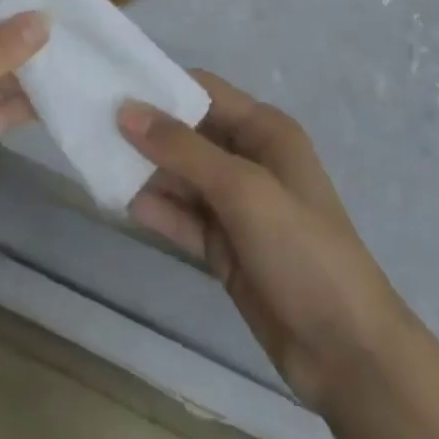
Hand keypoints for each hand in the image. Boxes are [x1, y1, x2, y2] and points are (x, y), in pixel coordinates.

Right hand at [119, 72, 407, 409]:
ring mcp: (237, 206)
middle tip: (92, 124)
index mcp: (265, 131)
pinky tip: (120, 202)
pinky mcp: (225, 247)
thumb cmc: (301, 249)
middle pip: (188, 133)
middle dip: (147, 130)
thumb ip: (183, 149)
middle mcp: (249, 159)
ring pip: (181, 176)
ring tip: (95, 159)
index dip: (162, 86)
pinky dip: (157, 209)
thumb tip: (126, 110)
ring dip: (146, 170)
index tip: (113, 85)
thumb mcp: (243, 190)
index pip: (205, 91)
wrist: (347, 352)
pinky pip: (183, 217)